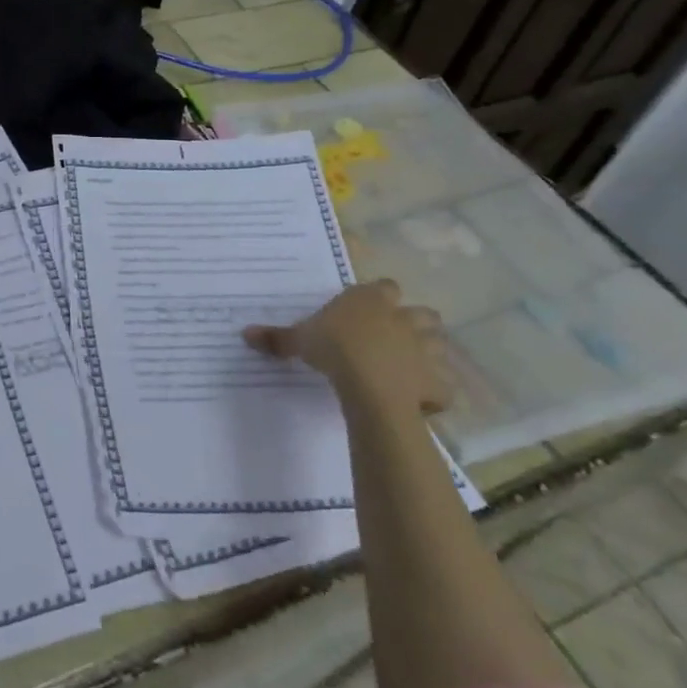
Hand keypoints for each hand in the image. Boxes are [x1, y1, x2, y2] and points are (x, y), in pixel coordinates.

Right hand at [243, 280, 450, 421]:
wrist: (371, 386)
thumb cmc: (334, 349)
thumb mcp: (299, 340)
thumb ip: (277, 336)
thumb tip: (244, 333)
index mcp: (372, 300)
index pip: (385, 287)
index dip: (379, 297)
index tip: (366, 311)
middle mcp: (405, 318)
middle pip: (422, 313)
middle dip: (414, 323)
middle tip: (394, 338)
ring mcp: (427, 349)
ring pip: (439, 344)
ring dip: (429, 354)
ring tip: (409, 367)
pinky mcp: (437, 382)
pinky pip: (442, 386)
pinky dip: (434, 391)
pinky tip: (419, 400)